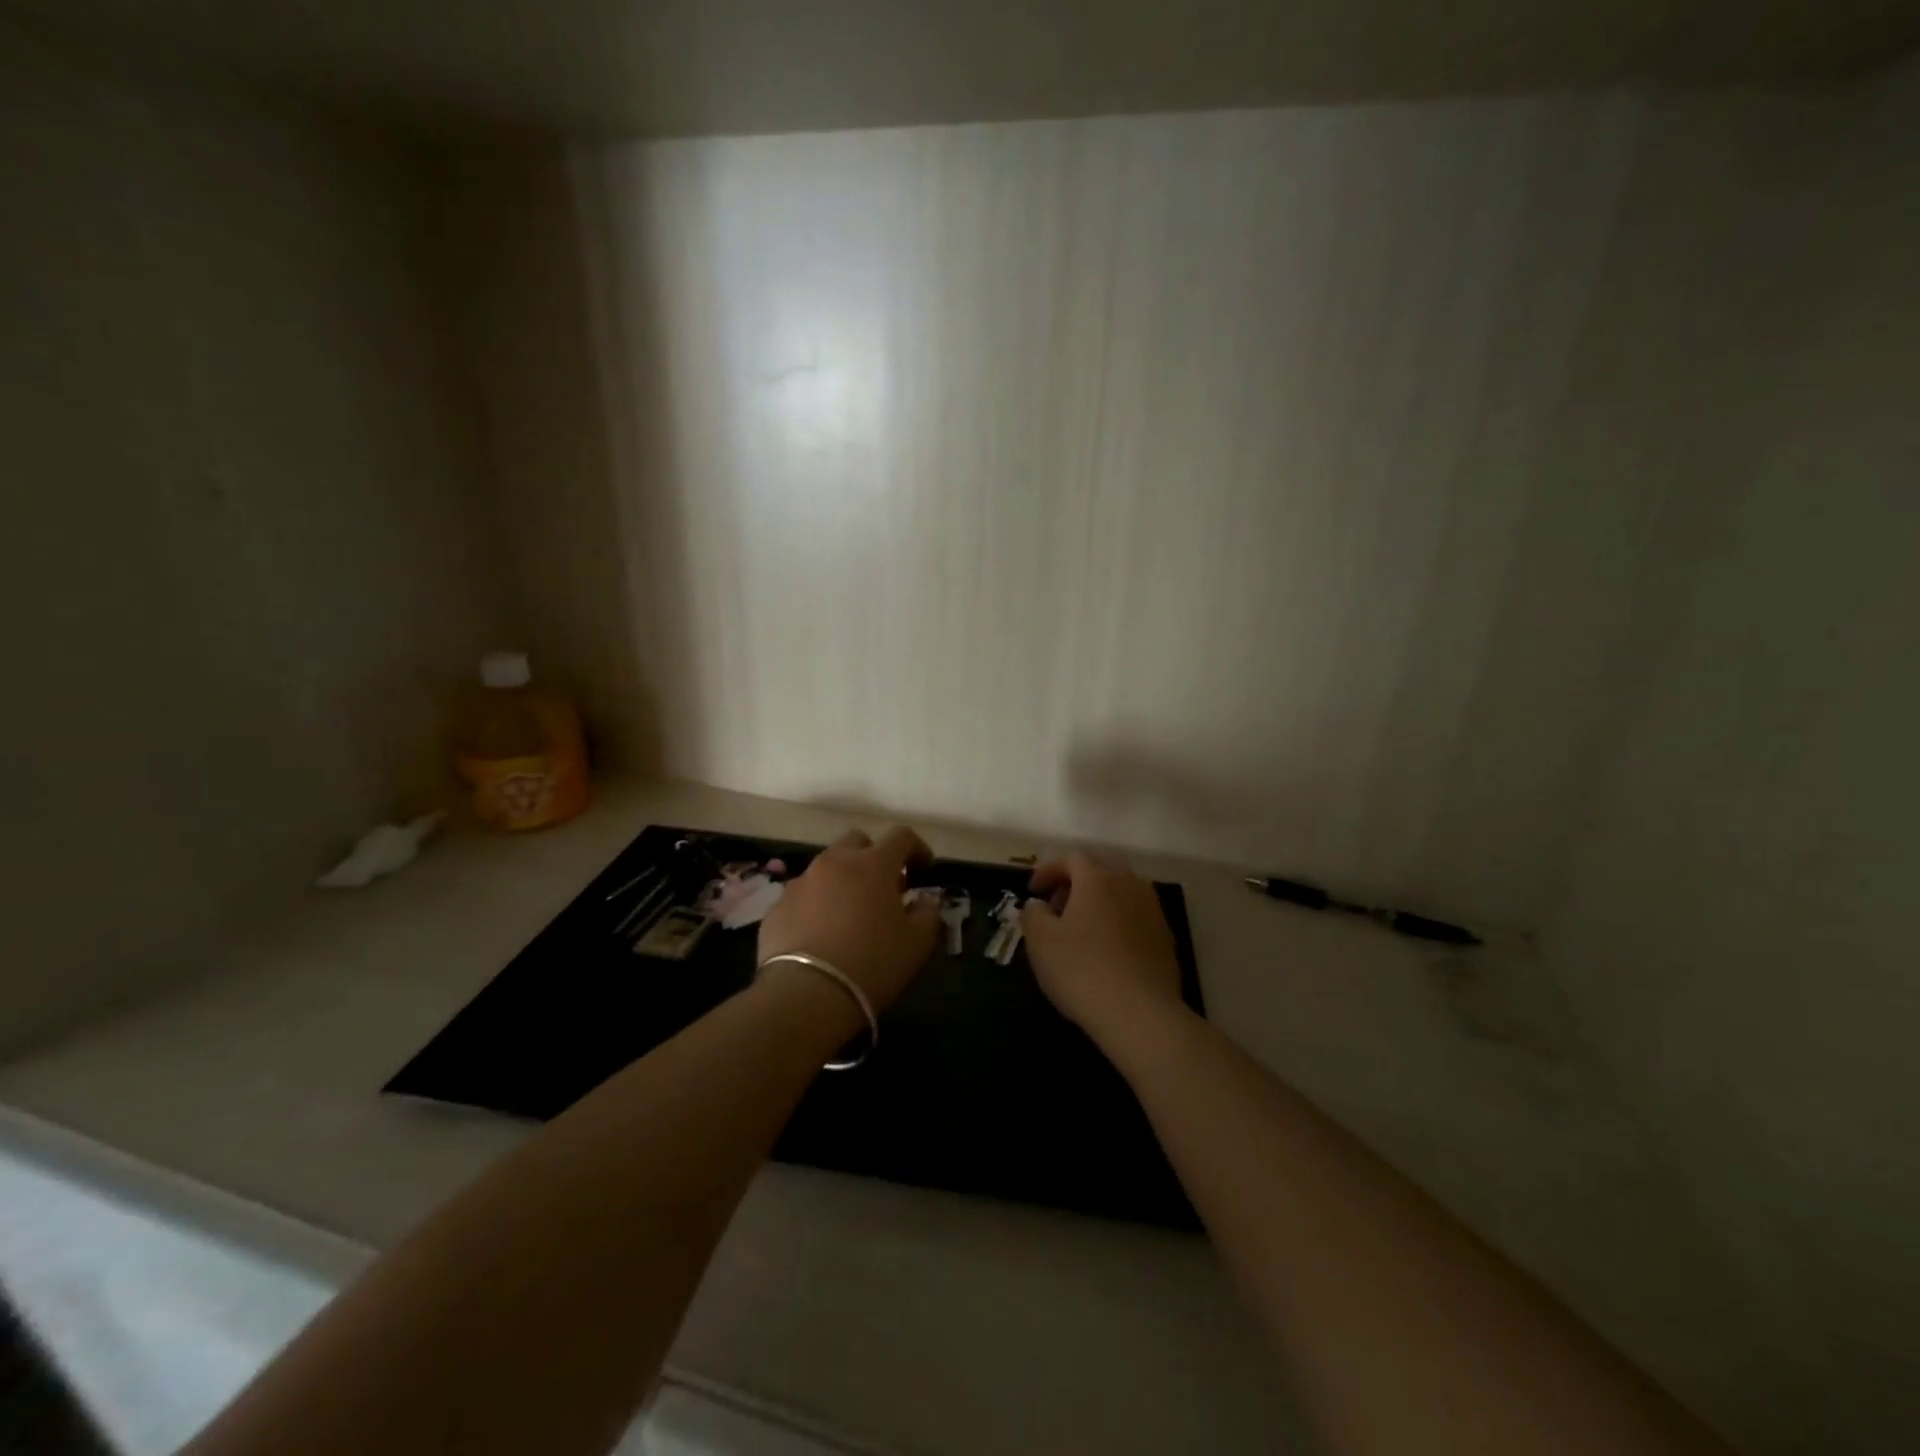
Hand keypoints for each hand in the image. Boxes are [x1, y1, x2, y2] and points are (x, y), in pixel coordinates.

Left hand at [757, 826, 941, 1012]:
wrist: (805, 995)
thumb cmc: (872, 964)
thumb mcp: (917, 943)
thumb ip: (928, 913)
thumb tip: (925, 901)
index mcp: (873, 864)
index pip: (901, 836)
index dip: (917, 849)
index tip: (923, 871)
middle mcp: (835, 862)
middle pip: (858, 842)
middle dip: (874, 856)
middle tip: (884, 887)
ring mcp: (801, 882)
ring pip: (827, 867)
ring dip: (843, 880)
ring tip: (850, 913)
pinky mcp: (778, 906)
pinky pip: (804, 895)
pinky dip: (817, 904)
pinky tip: (822, 934)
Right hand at [1021, 851, 1188, 1059]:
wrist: (1141, 1014)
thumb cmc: (1082, 970)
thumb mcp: (1041, 942)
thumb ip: (1033, 914)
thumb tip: (1038, 904)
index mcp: (1097, 878)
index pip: (1071, 858)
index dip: (1048, 869)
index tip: (1033, 891)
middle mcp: (1129, 884)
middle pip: (1102, 866)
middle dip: (1078, 878)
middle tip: (1059, 902)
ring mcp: (1152, 910)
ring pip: (1123, 889)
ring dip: (1101, 898)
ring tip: (1082, 926)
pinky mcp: (1165, 937)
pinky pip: (1136, 914)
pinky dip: (1118, 919)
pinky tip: (1107, 948)